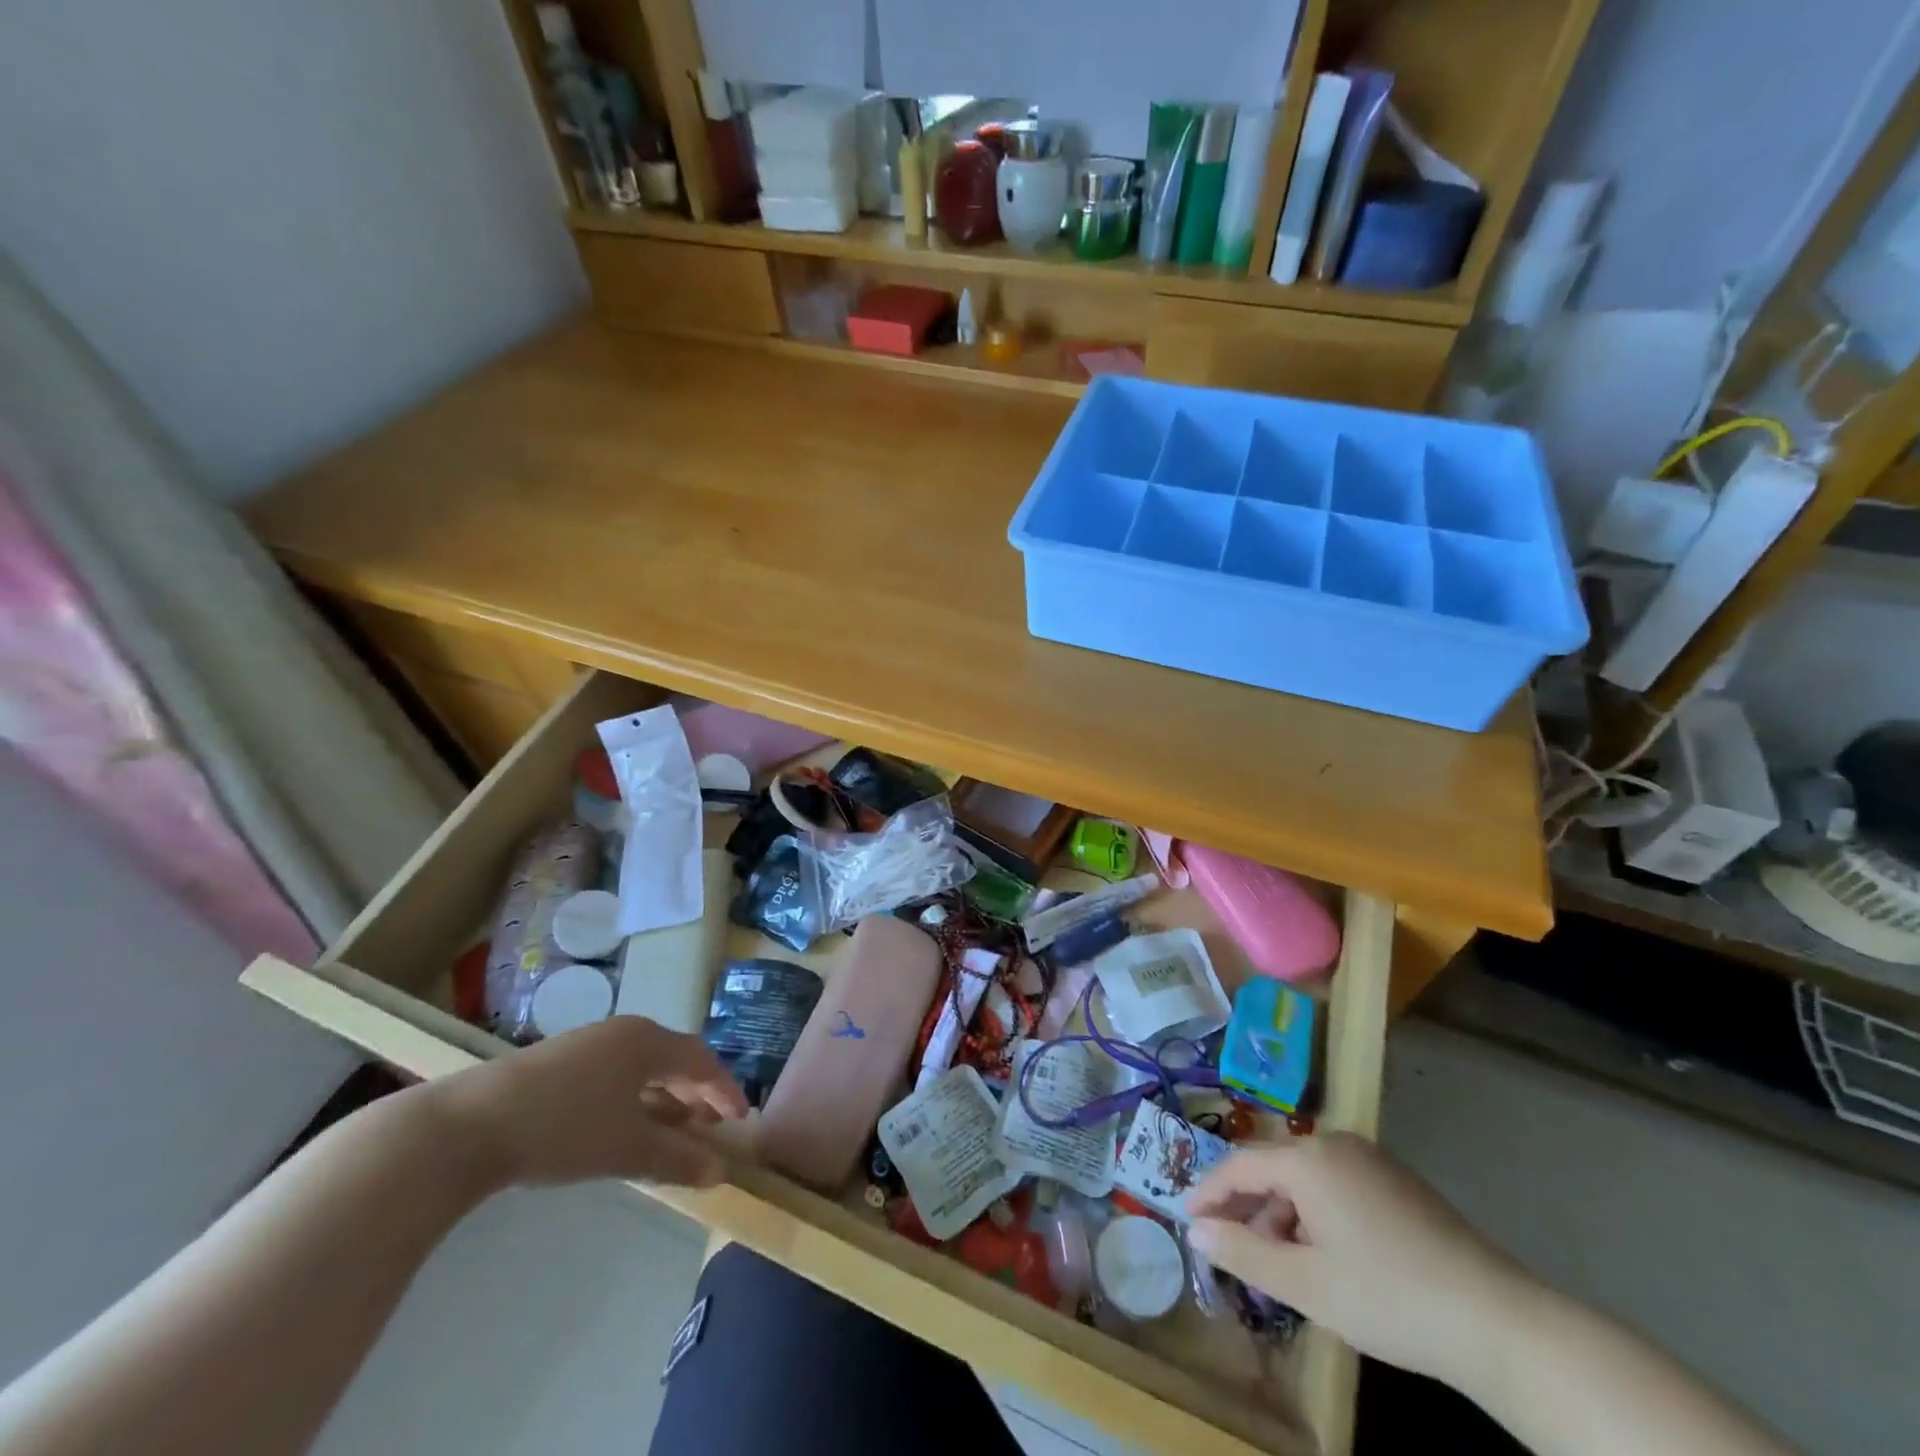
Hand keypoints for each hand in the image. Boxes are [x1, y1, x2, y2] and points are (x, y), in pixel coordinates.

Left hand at [425, 1017, 748, 1191]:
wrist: (466, 1127)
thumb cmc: (563, 1129)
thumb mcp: (626, 1149)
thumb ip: (677, 1158)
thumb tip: (720, 1172)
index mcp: (647, 1042)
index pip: (702, 1060)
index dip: (725, 1090)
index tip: (740, 1120)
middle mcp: (623, 1033)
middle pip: (673, 1060)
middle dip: (695, 1094)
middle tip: (709, 1127)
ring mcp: (588, 1044)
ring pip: (642, 1068)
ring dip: (663, 1099)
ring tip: (670, 1132)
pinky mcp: (559, 1062)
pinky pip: (615, 1074)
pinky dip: (632, 1099)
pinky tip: (622, 1127)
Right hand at [1187, 1133, 1536, 1386]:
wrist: (1498, 1321)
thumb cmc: (1388, 1298)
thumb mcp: (1306, 1284)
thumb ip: (1243, 1252)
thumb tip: (1196, 1230)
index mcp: (1308, 1158)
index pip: (1240, 1165)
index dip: (1209, 1192)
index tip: (1187, 1219)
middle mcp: (1335, 1144)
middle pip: (1273, 1169)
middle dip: (1248, 1208)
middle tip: (1231, 1249)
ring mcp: (1370, 1159)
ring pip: (1305, 1179)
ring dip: (1283, 1215)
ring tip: (1278, 1265)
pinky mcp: (1397, 1181)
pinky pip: (1335, 1186)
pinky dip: (1315, 1214)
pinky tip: (1323, 1256)